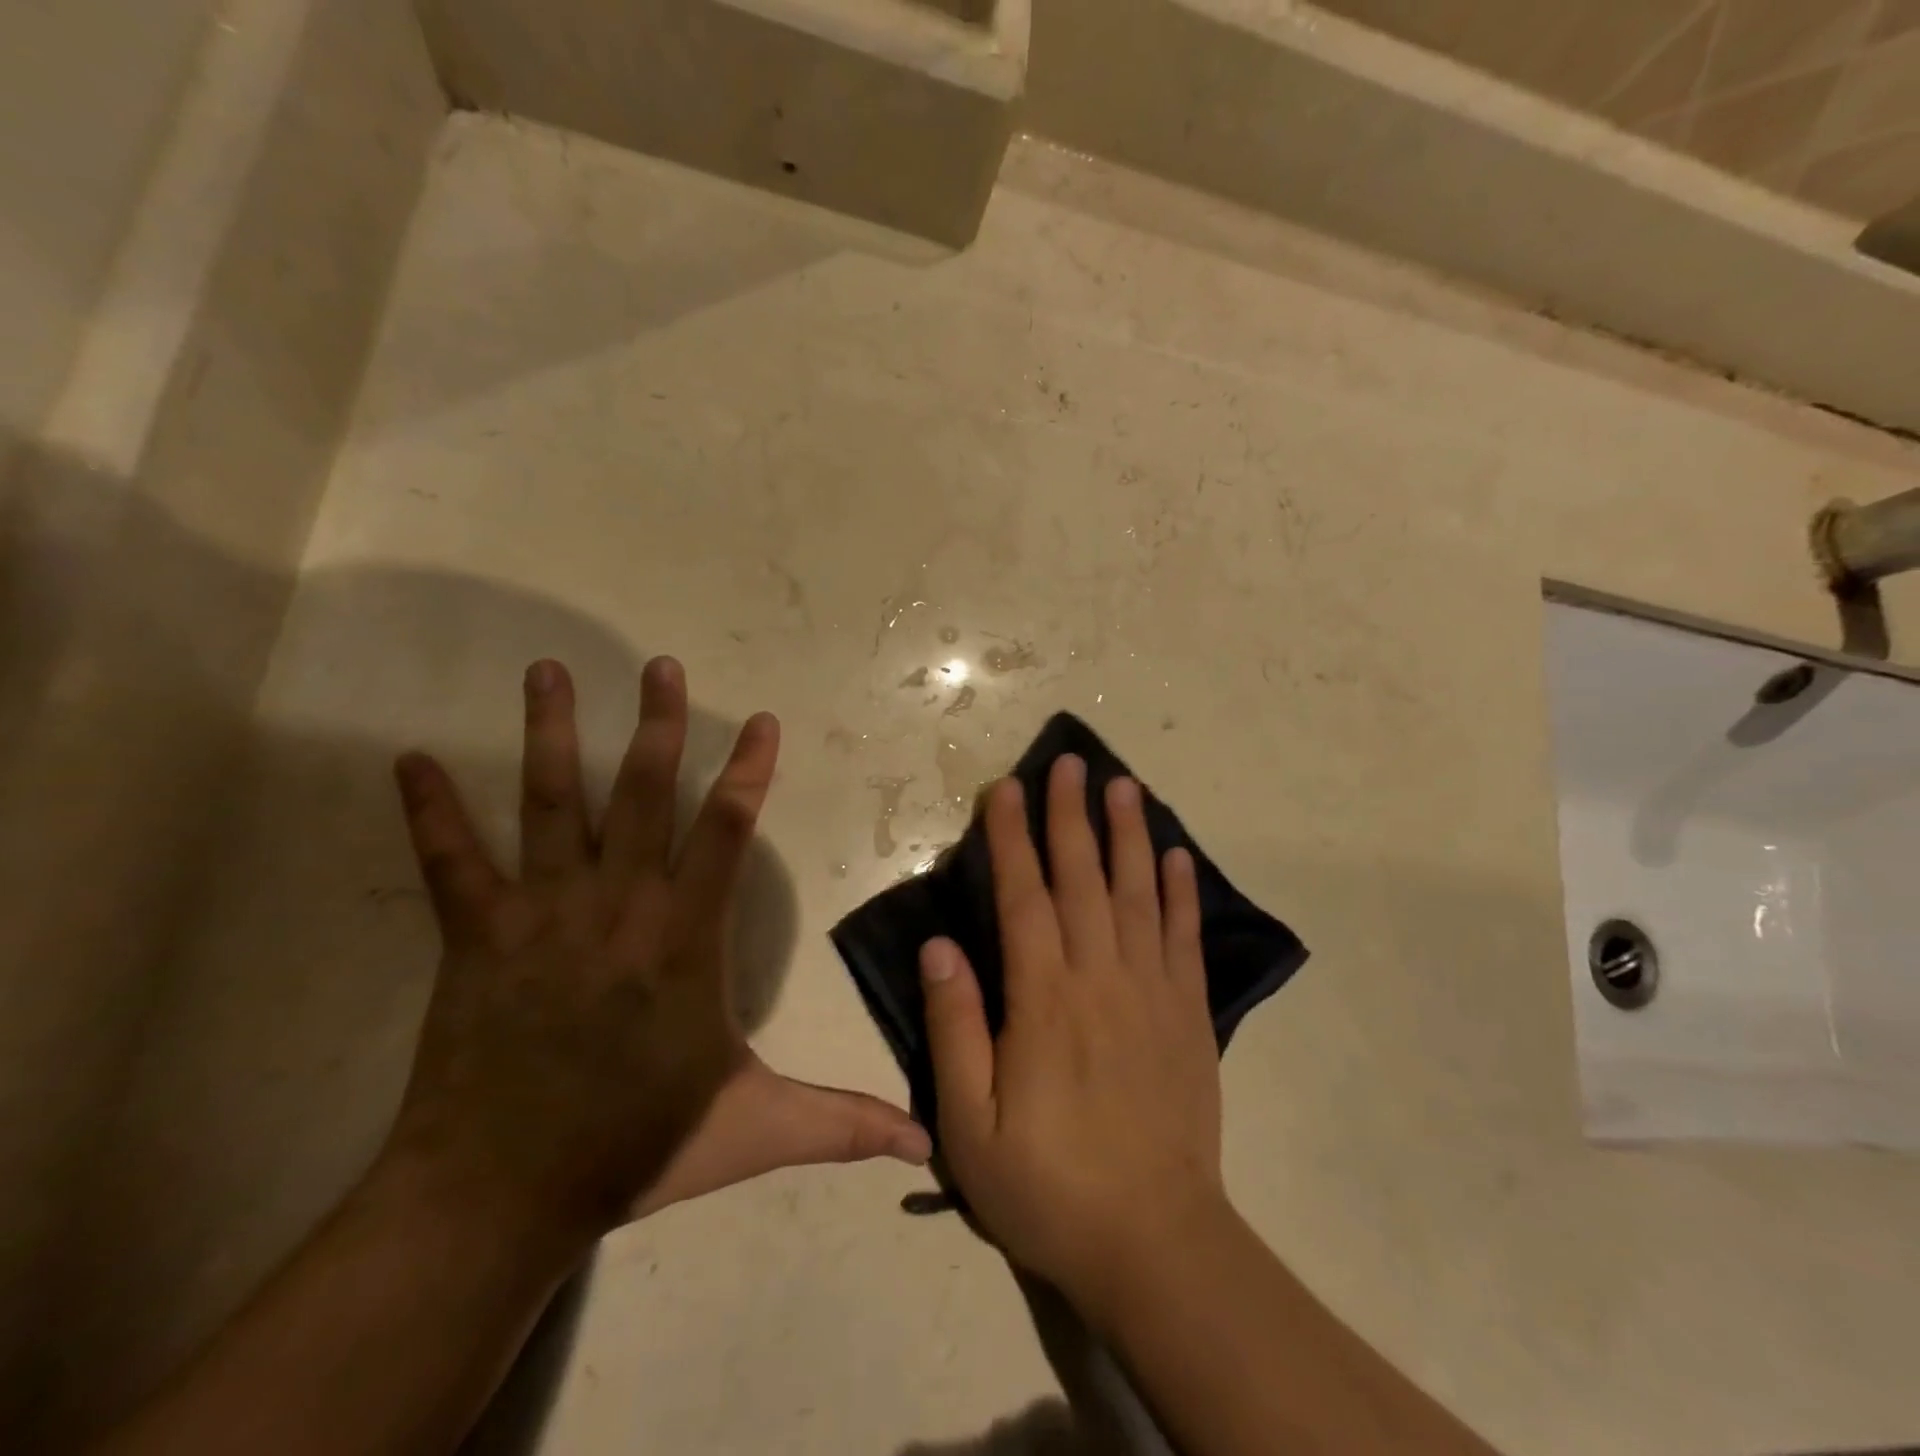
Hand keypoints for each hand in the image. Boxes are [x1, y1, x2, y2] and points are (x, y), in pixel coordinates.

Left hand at [381, 657, 928, 1251]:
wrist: (500, 1196)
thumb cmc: (636, 1146)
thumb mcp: (755, 1129)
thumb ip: (842, 1124)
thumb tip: (926, 1143)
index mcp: (685, 938)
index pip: (728, 833)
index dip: (750, 772)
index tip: (763, 721)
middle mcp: (619, 905)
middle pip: (643, 794)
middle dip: (659, 726)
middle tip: (661, 666)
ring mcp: (542, 913)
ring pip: (551, 804)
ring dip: (552, 734)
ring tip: (548, 671)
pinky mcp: (476, 936)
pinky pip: (451, 863)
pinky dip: (431, 812)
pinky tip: (412, 761)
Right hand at [919, 757, 1227, 1309]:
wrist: (1154, 1243)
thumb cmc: (1047, 1186)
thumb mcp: (969, 1125)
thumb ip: (954, 1028)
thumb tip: (939, 945)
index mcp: (1043, 1000)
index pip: (1024, 897)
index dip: (1012, 839)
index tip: (1006, 789)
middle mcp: (1100, 978)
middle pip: (1083, 879)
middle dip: (1070, 815)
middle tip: (1069, 762)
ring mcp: (1152, 992)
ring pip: (1138, 894)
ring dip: (1129, 835)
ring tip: (1124, 785)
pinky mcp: (1189, 1015)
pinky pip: (1185, 939)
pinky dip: (1181, 893)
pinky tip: (1177, 857)